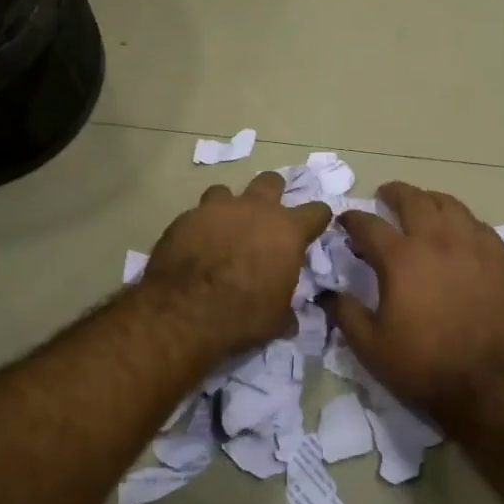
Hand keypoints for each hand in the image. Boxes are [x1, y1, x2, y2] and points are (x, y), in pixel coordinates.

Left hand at [142, 172, 331, 357]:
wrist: (185, 310)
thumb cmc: (243, 314)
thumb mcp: (276, 319)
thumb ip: (286, 309)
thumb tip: (291, 321)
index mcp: (287, 231)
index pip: (317, 211)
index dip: (317, 219)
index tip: (314, 228)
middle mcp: (255, 209)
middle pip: (271, 181)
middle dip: (272, 194)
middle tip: (266, 216)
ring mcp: (218, 209)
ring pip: (227, 191)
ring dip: (228, 207)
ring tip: (223, 228)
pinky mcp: (186, 217)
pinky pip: (197, 213)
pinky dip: (199, 225)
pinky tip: (195, 244)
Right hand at [322, 182, 503, 418]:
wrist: (488, 384)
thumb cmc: (423, 365)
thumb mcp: (370, 347)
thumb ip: (345, 313)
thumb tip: (327, 293)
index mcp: (401, 258)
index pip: (368, 224)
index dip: (352, 219)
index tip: (345, 221)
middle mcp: (437, 240)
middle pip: (413, 200)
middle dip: (393, 193)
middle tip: (384, 196)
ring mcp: (472, 245)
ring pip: (449, 204)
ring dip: (428, 200)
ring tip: (421, 206)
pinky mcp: (499, 258)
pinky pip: (478, 224)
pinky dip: (460, 220)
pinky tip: (457, 230)